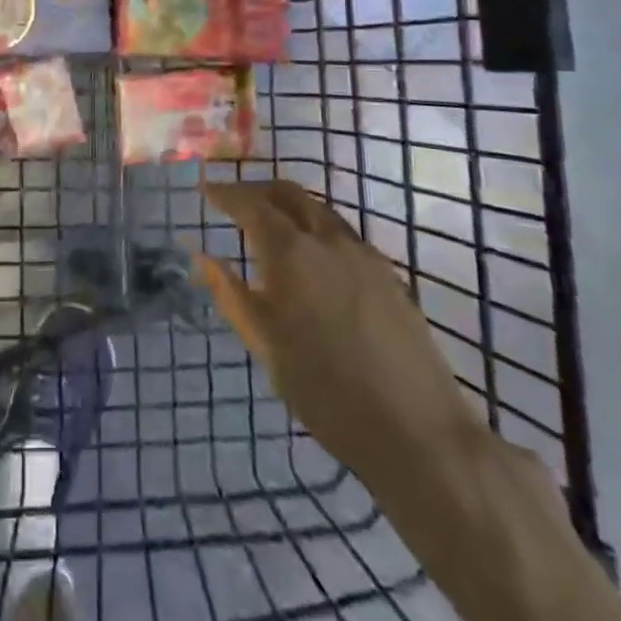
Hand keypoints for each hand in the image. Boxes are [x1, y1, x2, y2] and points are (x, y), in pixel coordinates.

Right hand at [196, 179, 479, 485]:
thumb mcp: (266, 345)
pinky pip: (343, 233)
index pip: (251, 204)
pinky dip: (317, 229)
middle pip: (290, 194)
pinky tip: (314, 259)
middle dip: (259, 191)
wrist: (416, 431)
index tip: (207, 190)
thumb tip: (203, 257)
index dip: (226, 193)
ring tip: (272, 227)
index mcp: (292, 253)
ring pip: (320, 210)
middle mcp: (328, 240)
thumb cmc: (325, 391)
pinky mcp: (389, 275)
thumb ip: (232, 295)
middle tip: (236, 202)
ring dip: (290, 207)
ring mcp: (364, 255)